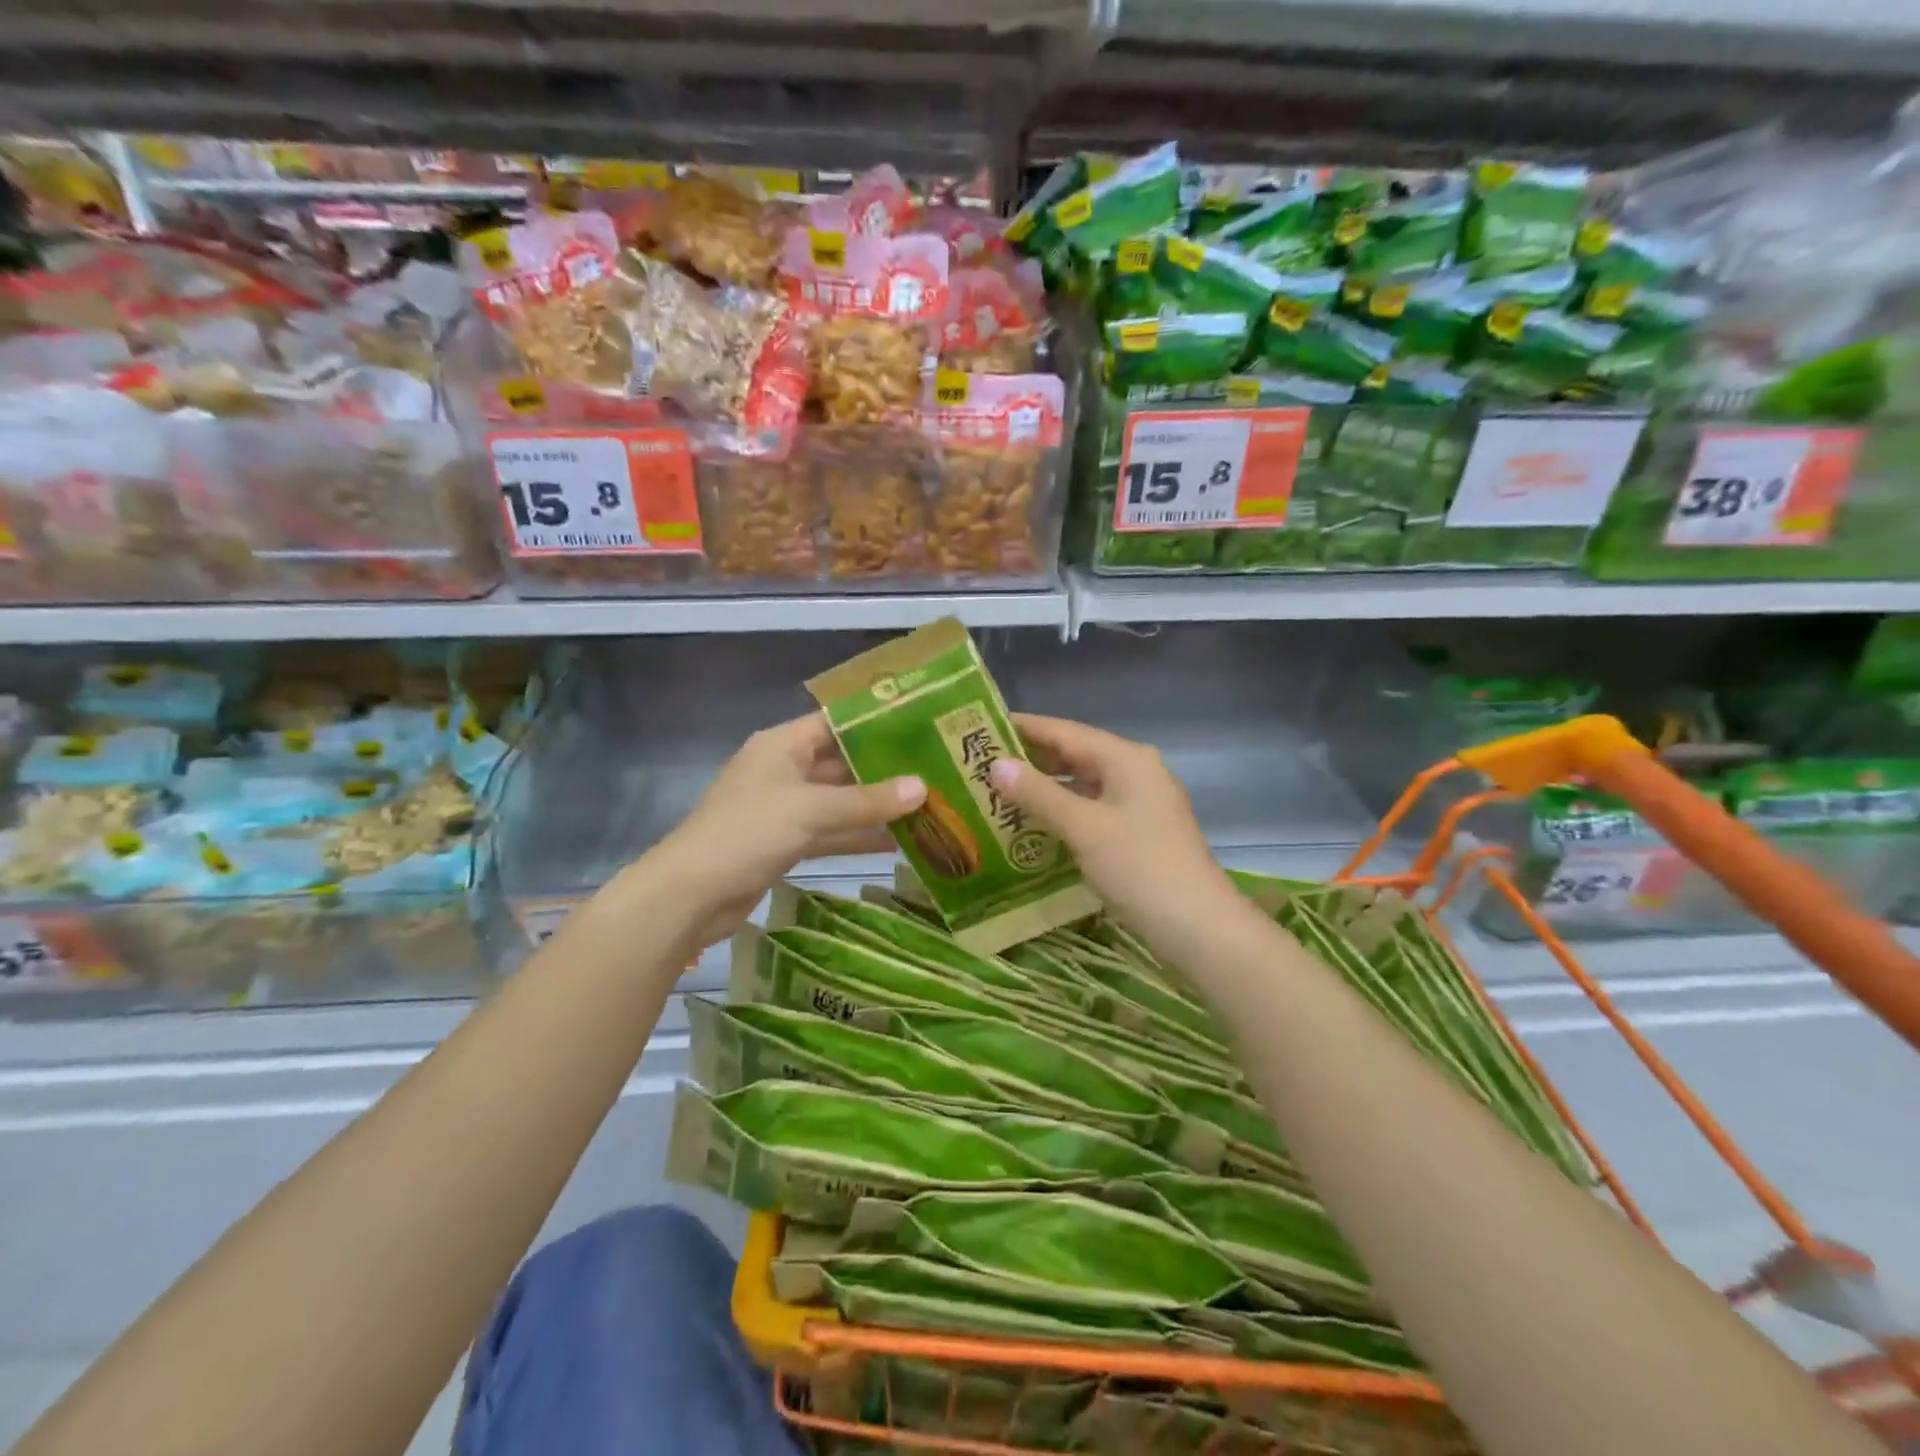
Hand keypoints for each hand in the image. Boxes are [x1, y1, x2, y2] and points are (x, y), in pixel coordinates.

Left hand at [624, 713, 925, 952]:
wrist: (691, 895)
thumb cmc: (747, 833)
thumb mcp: (811, 811)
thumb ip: (867, 801)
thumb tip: (922, 788)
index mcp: (782, 745)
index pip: (835, 722)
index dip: (875, 723)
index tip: (919, 725)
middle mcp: (784, 770)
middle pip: (841, 763)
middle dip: (883, 769)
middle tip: (933, 769)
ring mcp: (784, 808)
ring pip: (838, 801)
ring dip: (875, 807)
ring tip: (926, 806)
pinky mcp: (784, 842)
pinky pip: (830, 832)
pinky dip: (857, 836)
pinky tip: (897, 843)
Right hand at [990, 713, 1239, 946]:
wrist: (1198, 926)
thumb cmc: (1139, 867)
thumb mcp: (1083, 827)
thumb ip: (1039, 794)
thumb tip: (996, 765)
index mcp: (1126, 758)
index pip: (1065, 731)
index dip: (1024, 728)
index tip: (982, 726)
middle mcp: (1136, 771)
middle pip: (1076, 754)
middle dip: (1031, 759)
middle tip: (982, 763)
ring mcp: (1141, 803)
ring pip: (1084, 784)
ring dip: (1046, 788)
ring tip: (1000, 792)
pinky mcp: (1140, 832)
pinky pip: (1094, 809)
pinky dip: (1064, 811)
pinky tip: (1035, 824)